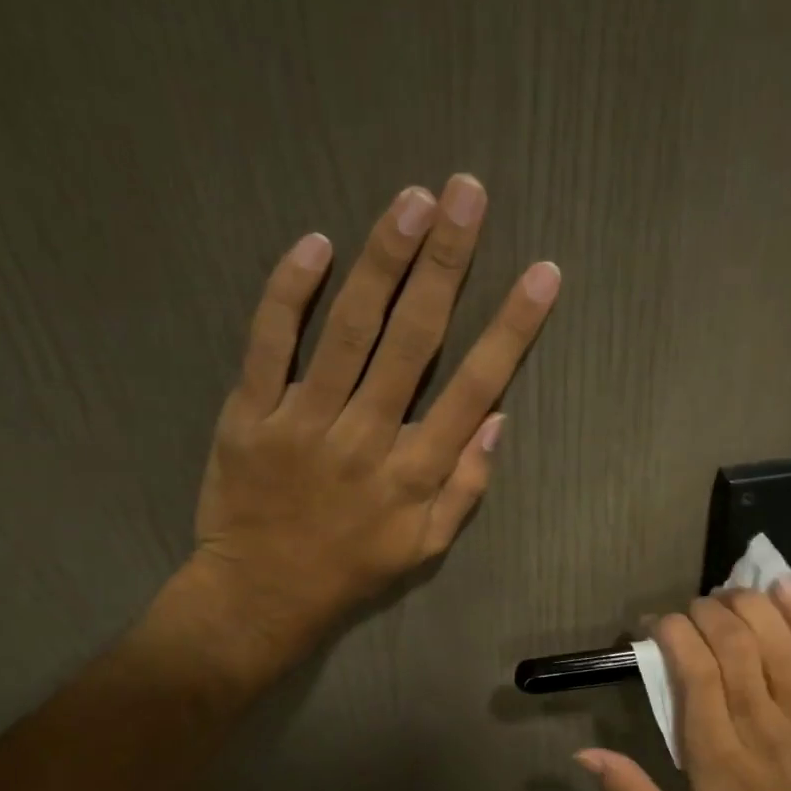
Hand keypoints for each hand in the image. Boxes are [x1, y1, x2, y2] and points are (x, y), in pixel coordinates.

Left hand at [172, 175, 558, 691]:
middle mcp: (366, 437)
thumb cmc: (353, 570)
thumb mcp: (427, 548)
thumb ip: (466, 486)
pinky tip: (315, 245)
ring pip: (347, 330)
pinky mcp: (248, 415)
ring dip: (382, 261)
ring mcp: (302, 422)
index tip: (541, 274)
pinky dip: (288, 293)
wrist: (260, 595)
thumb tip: (496, 418)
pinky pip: (267, 345)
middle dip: (446, 263)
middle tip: (467, 195)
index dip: (511, 328)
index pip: (475, 386)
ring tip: (412, 202)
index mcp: (415, 472)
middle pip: (413, 340)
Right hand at [575, 582, 790, 790]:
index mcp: (717, 755)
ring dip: (746, 604)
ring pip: (775, 636)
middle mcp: (760, 724)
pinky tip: (779, 584)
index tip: (654, 626)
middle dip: (704, 612)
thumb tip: (582, 753)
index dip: (672, 632)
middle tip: (687, 613)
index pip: (695, 672)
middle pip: (734, 643)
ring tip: (725, 599)